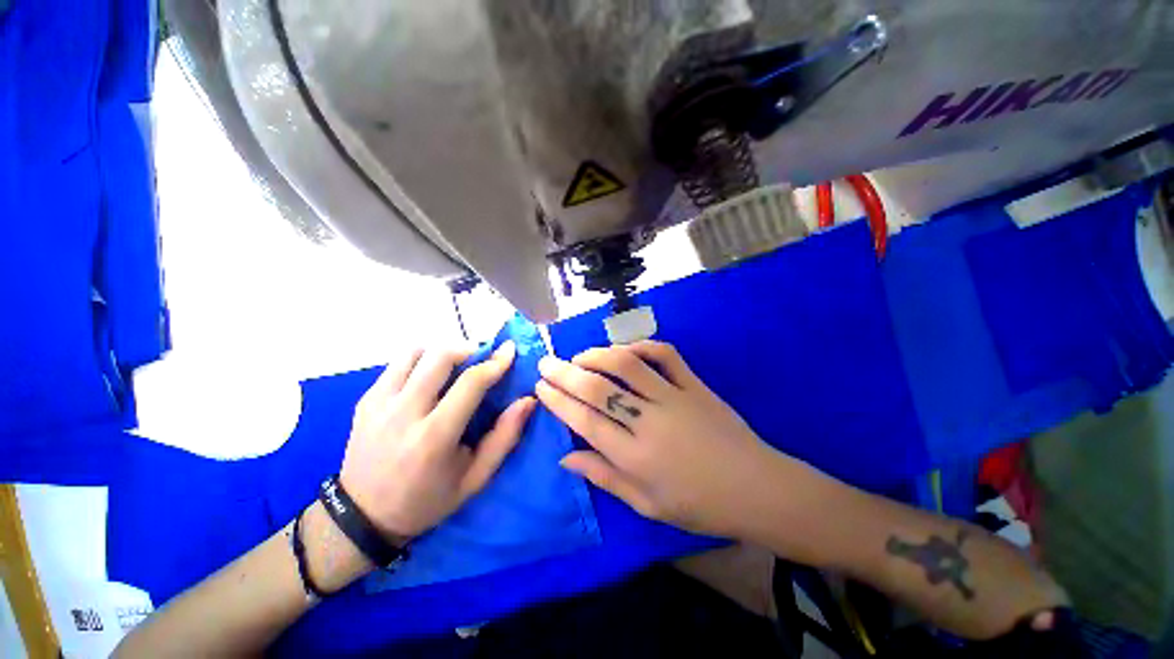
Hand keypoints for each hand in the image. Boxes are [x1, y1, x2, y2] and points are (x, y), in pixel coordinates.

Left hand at [340, 342, 535, 539]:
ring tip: (454, 367)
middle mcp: (403, 414)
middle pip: (440, 357)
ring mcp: (378, 404)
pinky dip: (420, 361)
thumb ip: (504, 437)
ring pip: (415, 353)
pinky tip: (428, 379)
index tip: (509, 351)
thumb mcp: (475, 478)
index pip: (470, 383)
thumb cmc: (427, 500)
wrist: (363, 517)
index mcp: (434, 437)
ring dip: (442, 353)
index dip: (495, 362)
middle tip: (481, 359)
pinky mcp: (365, 400)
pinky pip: (397, 363)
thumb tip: (528, 401)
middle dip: (468, 350)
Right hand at [536, 341, 786, 537]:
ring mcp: (674, 398)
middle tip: (546, 363)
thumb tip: (565, 459)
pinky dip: (642, 346)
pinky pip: (666, 355)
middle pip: (598, 390)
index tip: (540, 387)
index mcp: (636, 458)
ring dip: (597, 356)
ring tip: (578, 356)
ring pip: (627, 366)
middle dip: (566, 374)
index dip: (559, 401)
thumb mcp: (647, 505)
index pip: (585, 421)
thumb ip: (605, 477)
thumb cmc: (699, 505)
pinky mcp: (695, 385)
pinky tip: (625, 351)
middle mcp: (650, 423)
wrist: (757, 488)